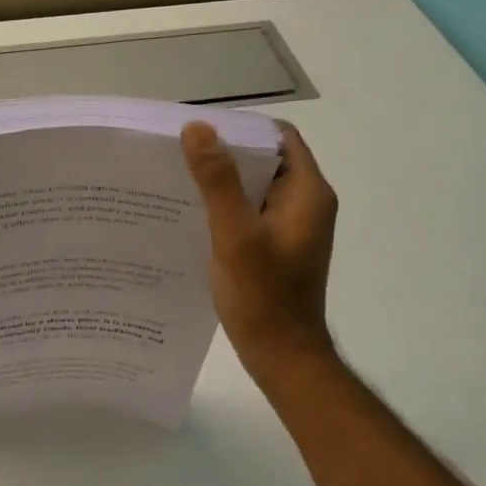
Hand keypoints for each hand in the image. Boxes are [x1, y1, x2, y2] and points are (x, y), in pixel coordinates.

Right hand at [182, 121, 340, 388]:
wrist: (283, 357)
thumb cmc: (264, 297)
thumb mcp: (235, 235)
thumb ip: (218, 181)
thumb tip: (197, 128)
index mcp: (307, 193)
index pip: (279, 137)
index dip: (242, 128)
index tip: (201, 130)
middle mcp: (305, 203)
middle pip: (265, 159)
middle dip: (225, 152)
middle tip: (179, 152)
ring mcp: (291, 226)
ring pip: (255, 186)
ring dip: (222, 180)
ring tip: (178, 178)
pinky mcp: (276, 245)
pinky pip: (250, 211)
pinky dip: (225, 205)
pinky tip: (191, 214)